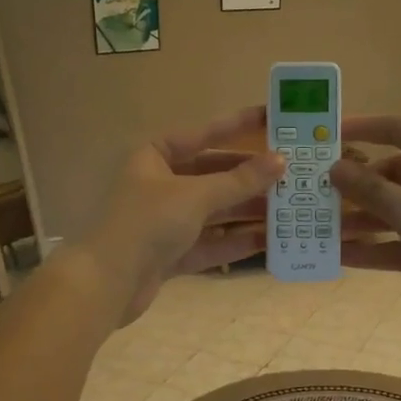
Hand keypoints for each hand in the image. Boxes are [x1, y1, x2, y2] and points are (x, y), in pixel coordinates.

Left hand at [79, 107, 283, 323]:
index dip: (238, 125)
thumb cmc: (148, 222)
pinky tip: (270, 240)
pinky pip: (210, 241)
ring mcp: (165, 220)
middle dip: (250, 177)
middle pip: (213, 175)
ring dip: (248, 210)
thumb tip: (280, 161)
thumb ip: (240, 180)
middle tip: (291, 173)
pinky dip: (236, 240)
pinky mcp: (171, 253)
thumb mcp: (197, 195)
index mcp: (155, 156)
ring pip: (214, 210)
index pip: (203, 133)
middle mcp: (160, 184)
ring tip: (290, 207)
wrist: (108, 282)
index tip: (272, 117)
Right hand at [328, 114, 400, 336]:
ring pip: (398, 209)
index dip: (360, 128)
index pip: (398, 128)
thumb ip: (369, 189)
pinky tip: (342, 256)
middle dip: (356, 187)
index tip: (324, 135)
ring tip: (320, 229)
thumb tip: (335, 168)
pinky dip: (379, 247)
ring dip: (363, 220)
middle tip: (315, 195)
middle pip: (394, 173)